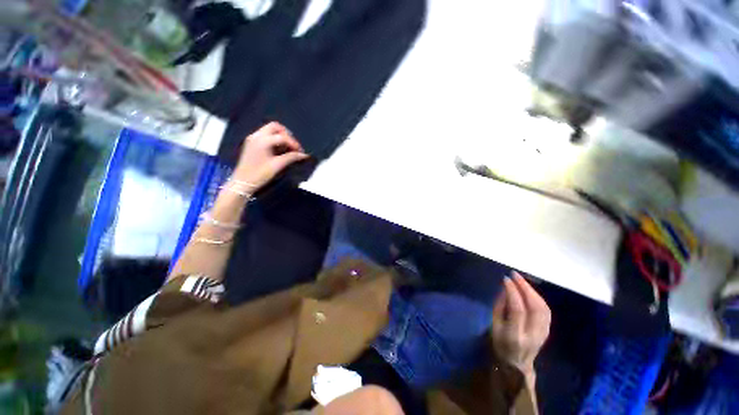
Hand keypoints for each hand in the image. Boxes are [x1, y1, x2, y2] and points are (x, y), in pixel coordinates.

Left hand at [232, 122, 308, 190]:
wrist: (242, 182)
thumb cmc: (259, 174)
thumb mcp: (277, 166)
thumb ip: (291, 158)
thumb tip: (304, 155)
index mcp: (262, 141)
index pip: (282, 136)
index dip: (294, 143)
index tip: (301, 152)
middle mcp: (256, 136)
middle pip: (275, 126)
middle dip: (287, 134)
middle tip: (294, 146)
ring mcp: (253, 138)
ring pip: (269, 130)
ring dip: (281, 136)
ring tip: (288, 148)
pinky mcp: (252, 143)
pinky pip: (265, 135)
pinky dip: (274, 139)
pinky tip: (279, 150)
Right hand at [492, 272, 550, 380]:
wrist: (517, 365)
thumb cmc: (500, 344)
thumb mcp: (494, 326)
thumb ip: (499, 306)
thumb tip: (505, 288)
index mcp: (515, 335)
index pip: (518, 309)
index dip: (512, 292)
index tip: (506, 279)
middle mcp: (532, 334)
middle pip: (535, 307)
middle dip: (526, 288)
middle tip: (515, 275)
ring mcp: (543, 333)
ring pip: (543, 308)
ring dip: (533, 291)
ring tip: (522, 281)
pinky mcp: (547, 331)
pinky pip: (546, 311)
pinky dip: (538, 298)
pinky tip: (530, 291)